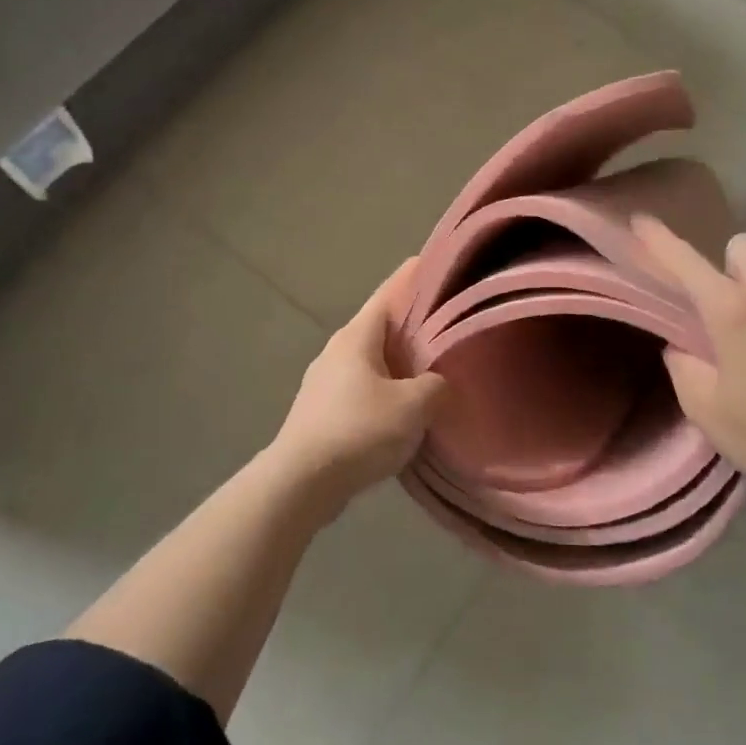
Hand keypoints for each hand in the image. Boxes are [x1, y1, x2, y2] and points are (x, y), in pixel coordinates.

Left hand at [268, 259, 445, 507]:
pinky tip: (403, 408)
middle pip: (380, 327)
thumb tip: (439, 385)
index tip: (431, 262)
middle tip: (444, 324)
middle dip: (410, 325)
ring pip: (371, 361)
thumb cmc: (358, 430)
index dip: (411, 278)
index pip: (388, 294)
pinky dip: (384, 389)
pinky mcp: (321, 411)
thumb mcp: (413, 407)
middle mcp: (337, 351)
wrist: (301, 482)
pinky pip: (362, 388)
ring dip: (397, 362)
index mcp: (356, 337)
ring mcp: (325, 381)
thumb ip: (436, 387)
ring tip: (429, 369)